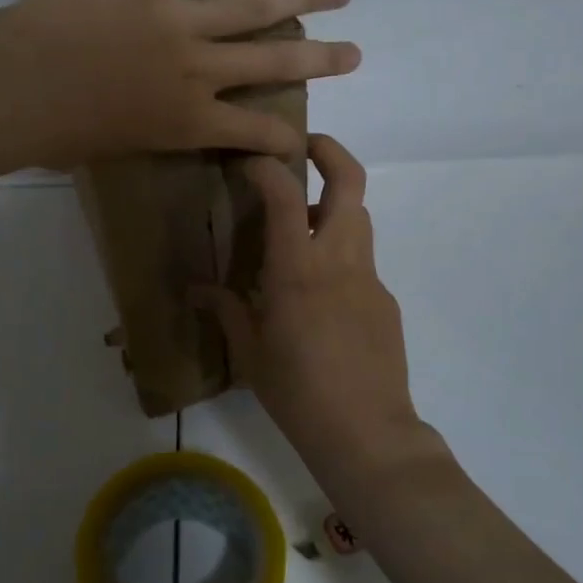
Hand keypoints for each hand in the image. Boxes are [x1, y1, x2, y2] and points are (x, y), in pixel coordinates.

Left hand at [5, 0, 359, 164]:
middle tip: (355, 53)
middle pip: (274, 60)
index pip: (254, 131)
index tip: (301, 139)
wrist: (15, 88)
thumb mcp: (110, 150)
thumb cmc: (52, 135)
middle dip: (320, 58)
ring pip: (253, 5)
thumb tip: (139, 118)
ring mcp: (175, 19)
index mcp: (187, 120)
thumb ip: (140, 131)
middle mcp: (197, 69)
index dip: (283, 137)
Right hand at [198, 134, 437, 489]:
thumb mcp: (250, 353)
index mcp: (298, 270)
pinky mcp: (384, 299)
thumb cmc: (298, 393)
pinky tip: (316, 292)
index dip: (266, 167)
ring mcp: (368, 278)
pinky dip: (337, 252)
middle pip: (350, 181)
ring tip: (297, 224)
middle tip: (300, 147)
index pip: (286, 195)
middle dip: (328, 150)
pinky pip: (360, 259)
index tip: (248, 162)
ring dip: (331, 203)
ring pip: (358, 215)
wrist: (368, 434)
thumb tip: (197, 290)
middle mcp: (339, 260)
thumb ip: (225, 310)